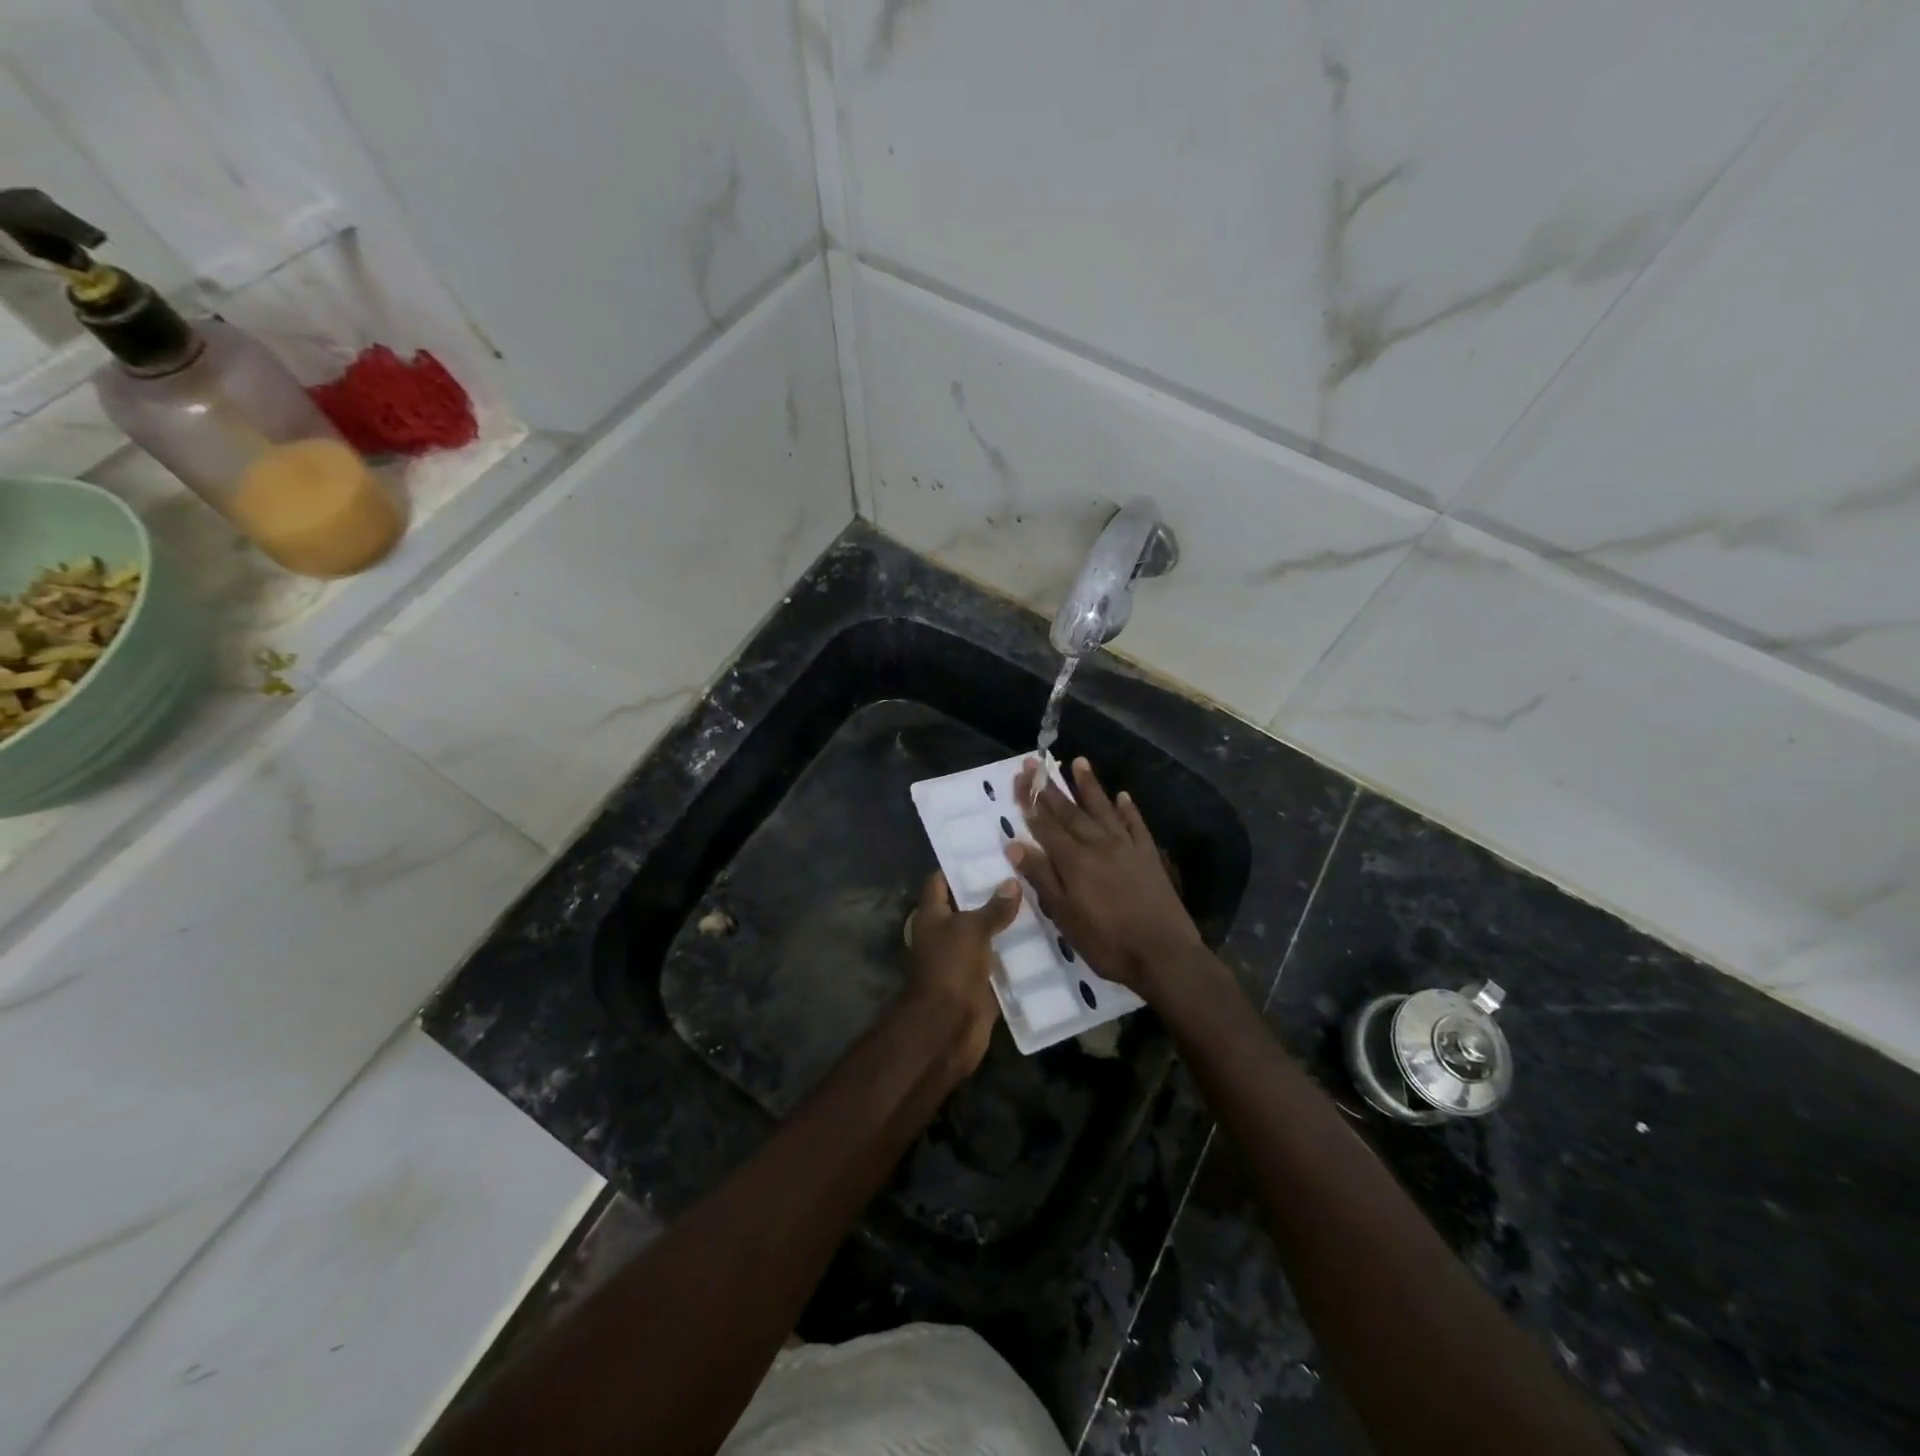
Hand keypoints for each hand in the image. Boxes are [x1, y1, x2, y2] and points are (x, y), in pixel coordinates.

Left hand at [904, 869, 1022, 1073]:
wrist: (947, 1026)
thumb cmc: (950, 967)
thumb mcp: (971, 929)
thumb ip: (993, 907)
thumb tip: (1012, 881)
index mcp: (932, 915)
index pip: (940, 881)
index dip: (959, 865)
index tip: (988, 850)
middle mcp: (945, 933)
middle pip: (968, 906)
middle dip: (992, 892)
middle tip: (1025, 872)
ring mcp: (963, 958)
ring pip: (987, 933)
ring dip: (1008, 922)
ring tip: (1041, 898)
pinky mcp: (981, 981)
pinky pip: (1000, 960)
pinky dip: (1016, 951)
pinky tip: (1044, 936)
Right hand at [1009, 757, 1203, 999]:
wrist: (1164, 954)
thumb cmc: (1107, 942)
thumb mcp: (1065, 917)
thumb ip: (1042, 878)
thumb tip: (1015, 845)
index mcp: (1074, 860)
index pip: (1045, 825)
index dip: (1030, 802)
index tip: (1019, 779)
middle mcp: (1098, 844)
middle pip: (1070, 811)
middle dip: (1050, 788)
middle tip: (1036, 763)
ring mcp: (1127, 847)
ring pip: (1103, 808)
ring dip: (1089, 785)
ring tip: (1078, 761)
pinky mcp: (1149, 856)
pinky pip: (1136, 825)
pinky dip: (1128, 809)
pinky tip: (1123, 796)